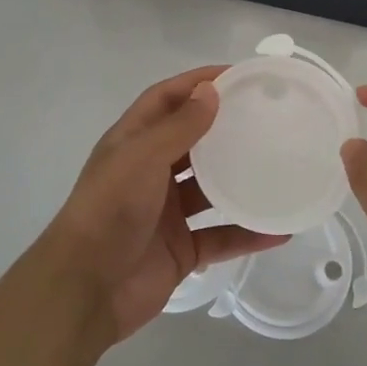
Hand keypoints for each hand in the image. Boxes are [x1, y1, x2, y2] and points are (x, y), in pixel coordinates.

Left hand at [42, 67, 287, 342]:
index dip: (197, 83)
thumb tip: (211, 90)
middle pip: (192, 141)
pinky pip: (221, 236)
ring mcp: (166, 212)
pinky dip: (247, 233)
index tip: (238, 76)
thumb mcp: (143, 158)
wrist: (86, 290)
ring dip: (240, 180)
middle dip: (224, 128)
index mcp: (133, 143)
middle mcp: (149, 172)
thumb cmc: (110, 210)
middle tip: (267, 117)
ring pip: (210, 189)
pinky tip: (280, 230)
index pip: (167, 99)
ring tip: (279, 166)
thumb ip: (179, 126)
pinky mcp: (181, 249)